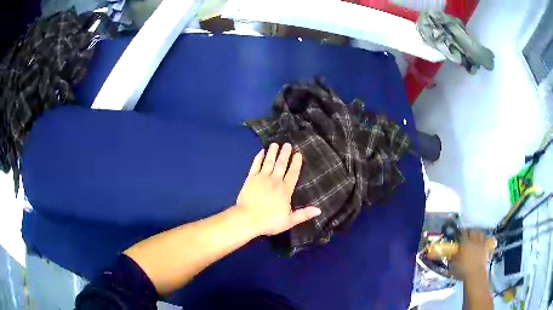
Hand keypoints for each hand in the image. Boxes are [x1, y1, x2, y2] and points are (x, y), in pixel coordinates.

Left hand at [236, 143, 320, 235]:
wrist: (247, 219)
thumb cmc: (269, 221)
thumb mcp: (289, 221)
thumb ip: (304, 214)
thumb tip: (319, 210)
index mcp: (285, 190)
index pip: (293, 173)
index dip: (296, 163)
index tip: (298, 154)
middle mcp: (275, 180)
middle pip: (281, 164)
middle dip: (285, 153)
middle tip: (287, 144)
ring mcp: (261, 178)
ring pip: (269, 162)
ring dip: (273, 152)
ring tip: (275, 144)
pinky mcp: (250, 179)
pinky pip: (255, 165)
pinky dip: (258, 158)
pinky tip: (261, 151)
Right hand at [450, 229, 489, 280]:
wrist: (476, 273)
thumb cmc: (464, 269)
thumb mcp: (455, 265)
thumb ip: (454, 258)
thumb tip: (451, 254)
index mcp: (465, 243)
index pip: (463, 234)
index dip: (462, 232)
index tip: (461, 232)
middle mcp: (473, 241)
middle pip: (473, 231)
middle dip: (471, 232)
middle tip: (469, 234)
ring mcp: (481, 243)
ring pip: (481, 233)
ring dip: (478, 234)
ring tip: (477, 236)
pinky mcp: (486, 247)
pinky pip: (486, 240)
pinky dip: (484, 240)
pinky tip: (483, 242)